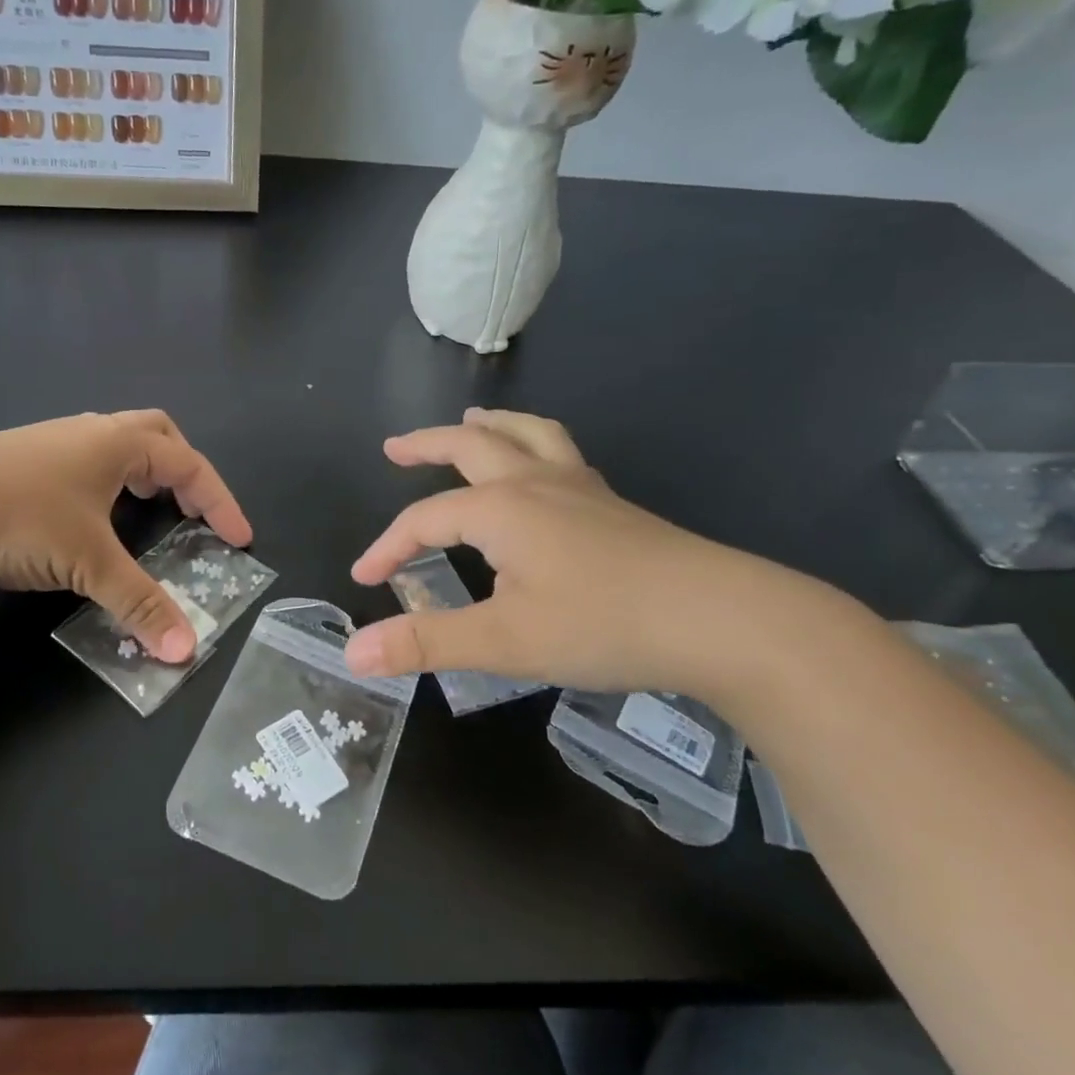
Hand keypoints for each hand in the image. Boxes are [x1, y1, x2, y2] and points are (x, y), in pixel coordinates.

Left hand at [0, 410, 251, 662]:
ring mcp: (51, 441)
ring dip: (144, 472)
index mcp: (116, 442)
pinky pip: (86, 460)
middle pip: (156, 434)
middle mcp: (89, 431)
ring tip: (149, 508)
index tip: (239, 539)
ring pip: (117, 444)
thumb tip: (186, 650)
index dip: (220, 501)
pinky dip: (108, 481)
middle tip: (192, 509)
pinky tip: (91, 515)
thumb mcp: (88, 562)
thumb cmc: (18, 518)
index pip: (189, 465)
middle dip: (184, 470)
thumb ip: (140, 603)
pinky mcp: (21, 459)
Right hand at [345, 409, 848, 704]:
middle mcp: (535, 482)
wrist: (720, 619)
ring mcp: (579, 488)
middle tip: (395, 447)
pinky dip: (532, 444)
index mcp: (500, 508)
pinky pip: (559, 453)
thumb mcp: (504, 641)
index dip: (388, 546)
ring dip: (488, 426)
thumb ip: (426, 643)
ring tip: (469, 421)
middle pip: (470, 446)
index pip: (424, 519)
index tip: (365, 578)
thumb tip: (354, 653)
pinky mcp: (611, 504)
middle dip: (426, 445)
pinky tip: (540, 467)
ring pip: (525, 436)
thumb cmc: (603, 624)